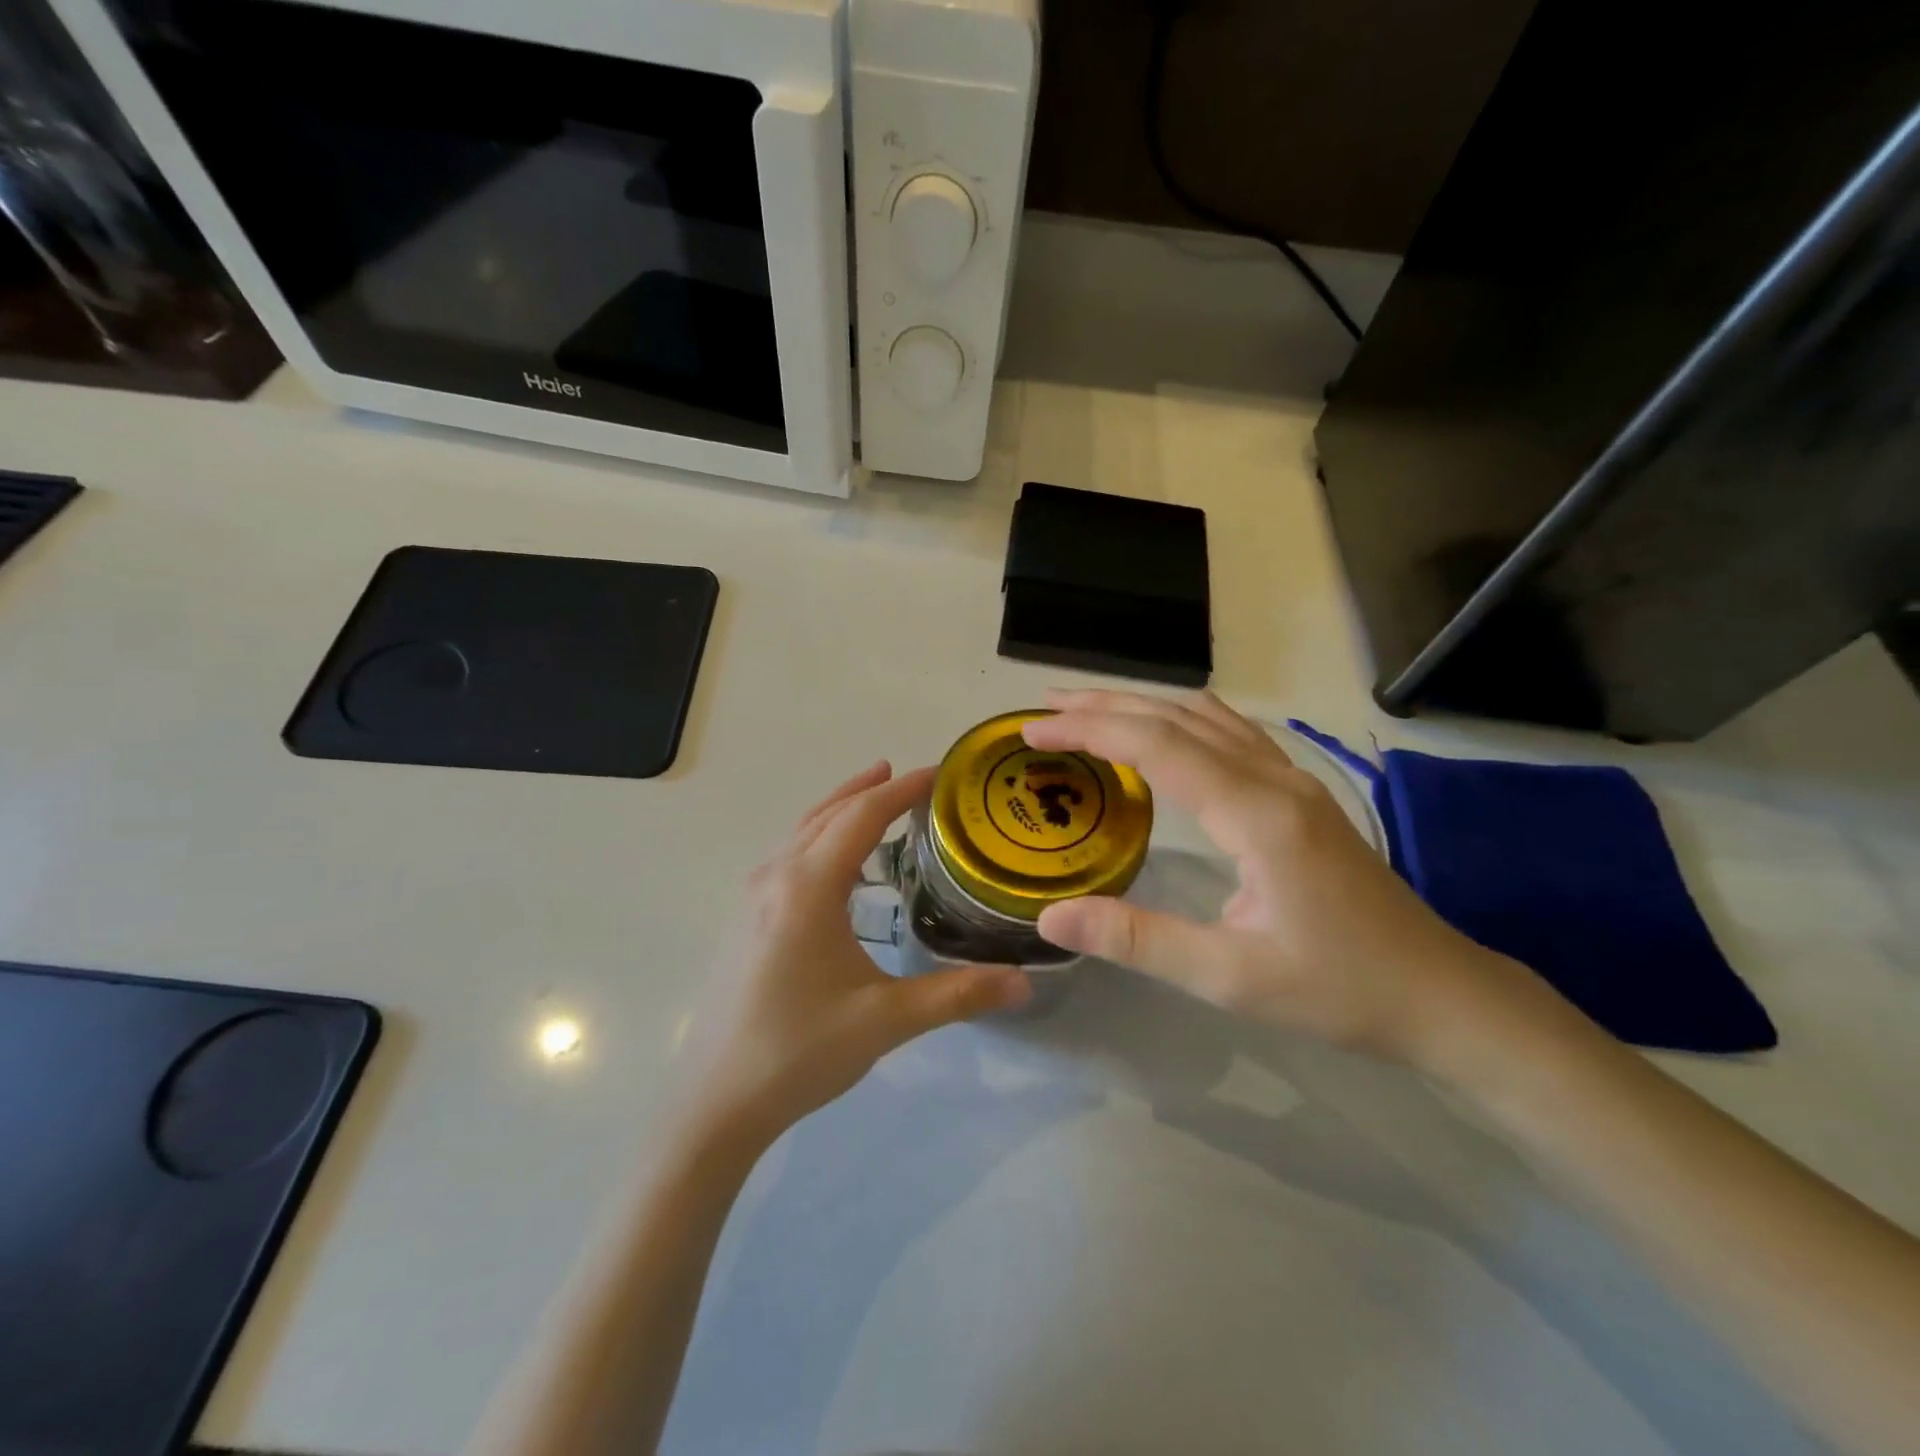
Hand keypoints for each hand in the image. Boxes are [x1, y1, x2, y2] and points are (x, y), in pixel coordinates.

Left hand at [687, 763, 1030, 1142]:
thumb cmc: (799, 1051)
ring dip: (841, 810)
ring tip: (875, 800)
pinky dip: (820, 837)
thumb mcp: (886, 1021)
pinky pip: (788, 855)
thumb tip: (1026, 982)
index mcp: (808, 887)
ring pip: (802, 832)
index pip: (861, 817)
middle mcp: (775, 877)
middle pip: (828, 813)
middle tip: (912, 778)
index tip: (940, 773)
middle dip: (871, 789)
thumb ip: (958, 994)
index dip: (902, 790)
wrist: (714, 1102)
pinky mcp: (744, 919)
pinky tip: (838, 866)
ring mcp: (752, 897)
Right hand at [1024, 690, 1550, 1069]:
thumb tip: (1051, 916)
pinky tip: (1166, 730)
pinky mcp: (1301, 794)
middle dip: (1105, 706)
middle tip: (1044, 710)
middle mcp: (1274, 778)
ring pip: (1206, 716)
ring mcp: (1293, 780)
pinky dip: (1180, 718)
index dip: (1089, 730)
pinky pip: (1231, 732)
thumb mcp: (1230, 977)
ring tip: (1088, 710)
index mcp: (1255, 813)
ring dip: (1142, 705)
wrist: (1441, 994)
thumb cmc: (1337, 989)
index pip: (1156, 745)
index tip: (1033, 732)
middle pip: (1177, 717)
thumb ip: (1138, 941)